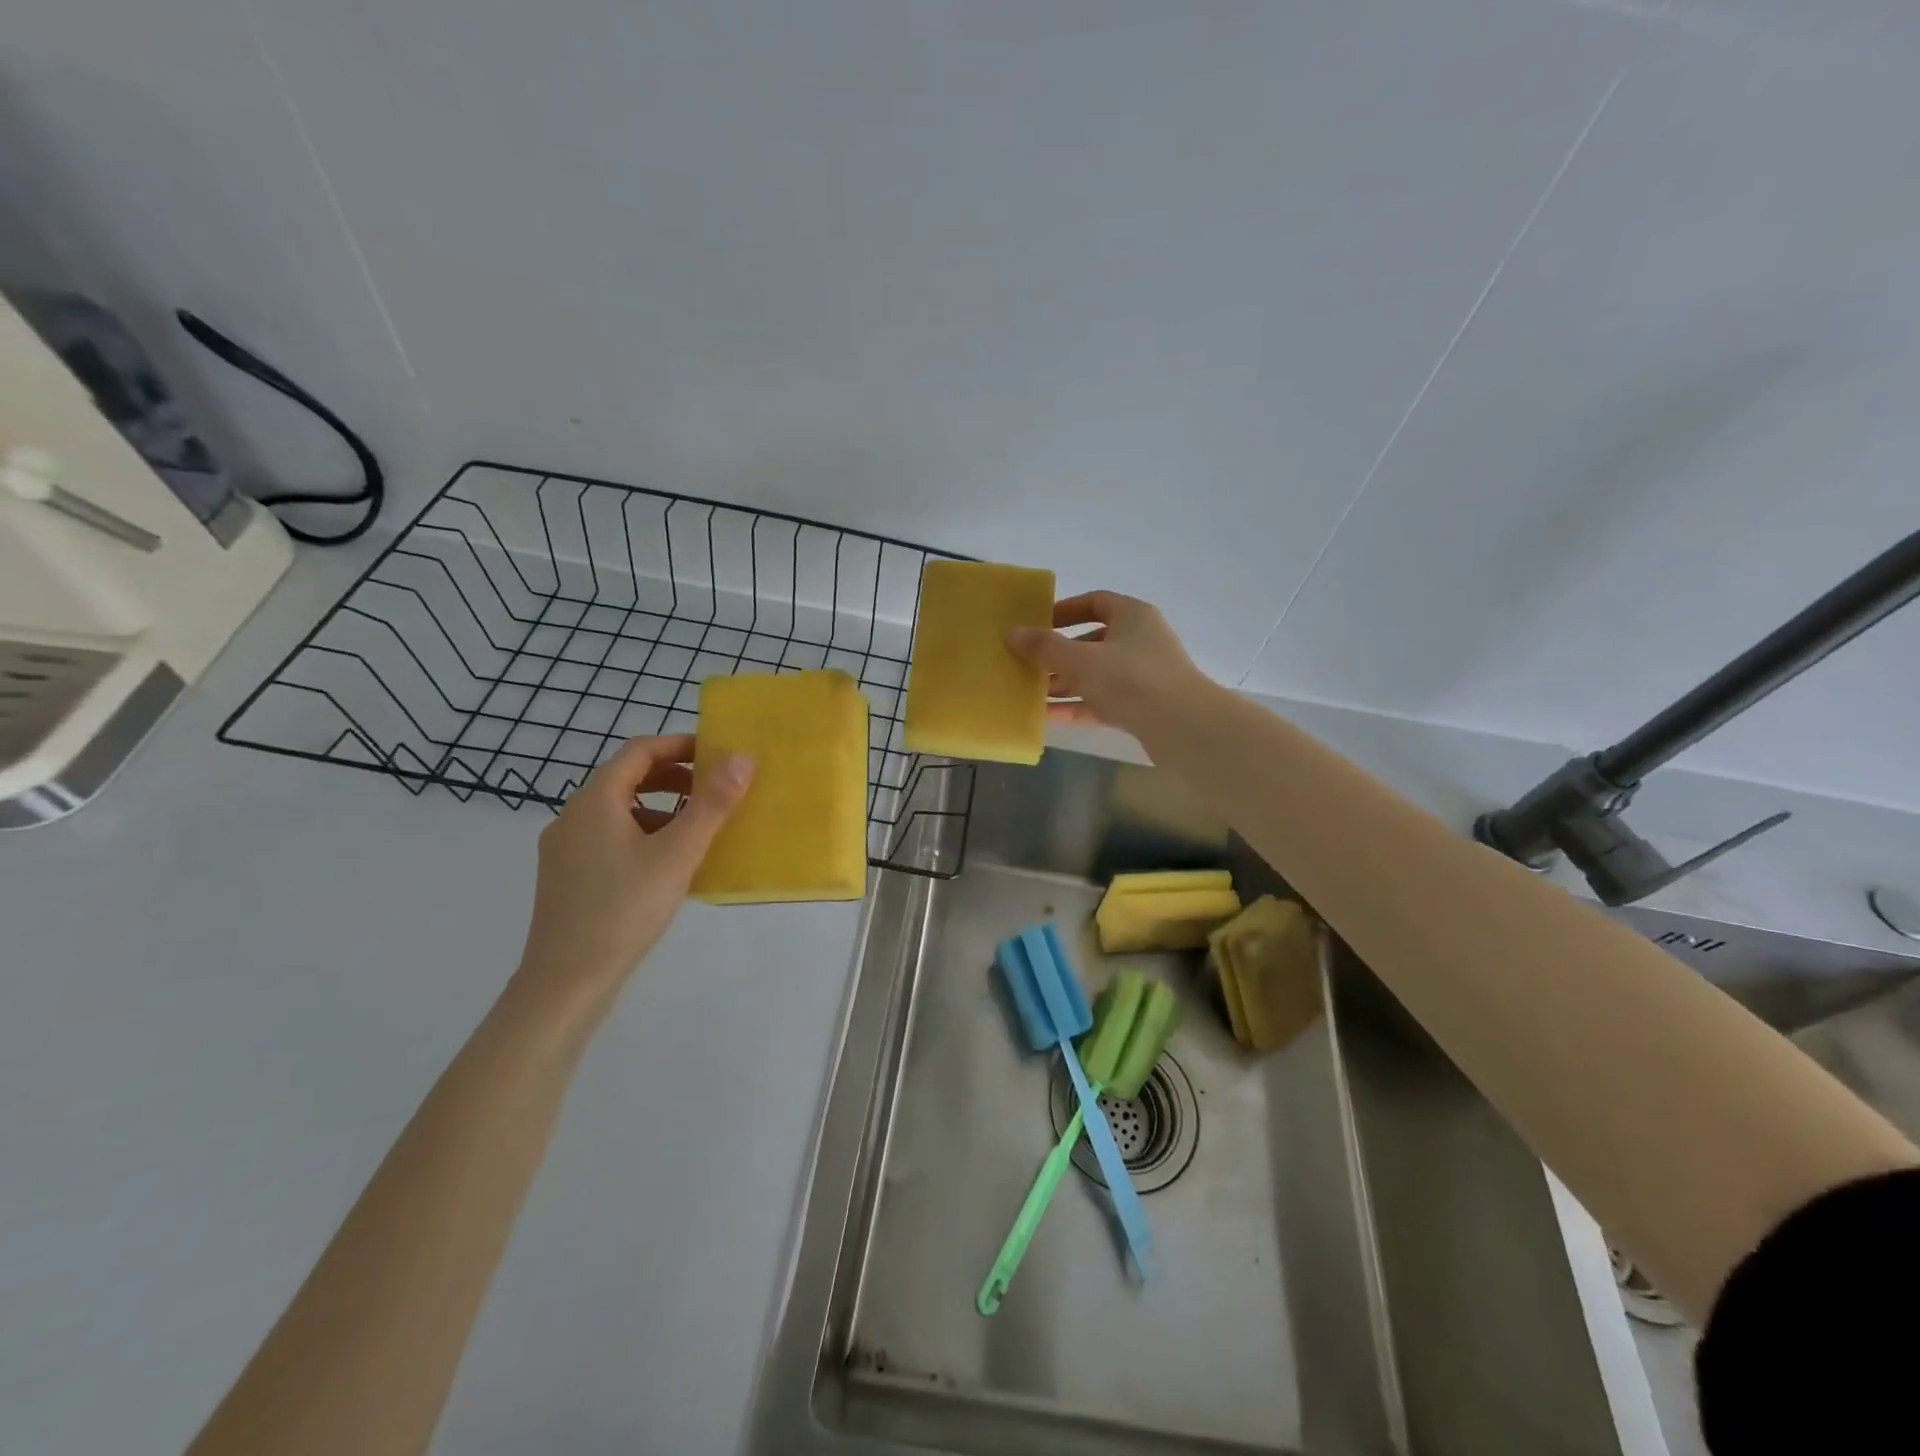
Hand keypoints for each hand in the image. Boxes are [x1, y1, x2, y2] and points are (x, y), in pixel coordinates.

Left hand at [513, 735, 752, 1011]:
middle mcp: (572, 816)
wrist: (566, 981)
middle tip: (712, 790)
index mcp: (595, 801)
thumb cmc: (625, 909)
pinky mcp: (566, 876)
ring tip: (696, 829)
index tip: (715, 753)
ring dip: (660, 808)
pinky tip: (666, 865)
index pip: (638, 751)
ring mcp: (564, 848)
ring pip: (618, 810)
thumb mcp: (678, 854)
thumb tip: (742, 758)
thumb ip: (712, 804)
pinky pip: (608, 837)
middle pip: (626, 778)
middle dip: (673, 777)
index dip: (678, 745)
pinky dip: (642, 834)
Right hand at [1007, 591, 1208, 736]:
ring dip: (1065, 683)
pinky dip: (1078, 707)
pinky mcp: (1142, 707)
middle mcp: (1140, 641)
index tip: (1036, 623)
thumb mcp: (1081, 660)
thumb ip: (1045, 647)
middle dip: (1058, 654)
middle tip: (1026, 664)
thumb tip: (1012, 633)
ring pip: (1096, 675)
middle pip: (1092, 641)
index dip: (1064, 610)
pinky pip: (1102, 702)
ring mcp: (1143, 676)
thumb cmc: (1132, 680)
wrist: (1184, 728)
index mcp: (1133, 616)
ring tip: (1029, 693)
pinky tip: (1047, 717)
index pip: (1095, 602)